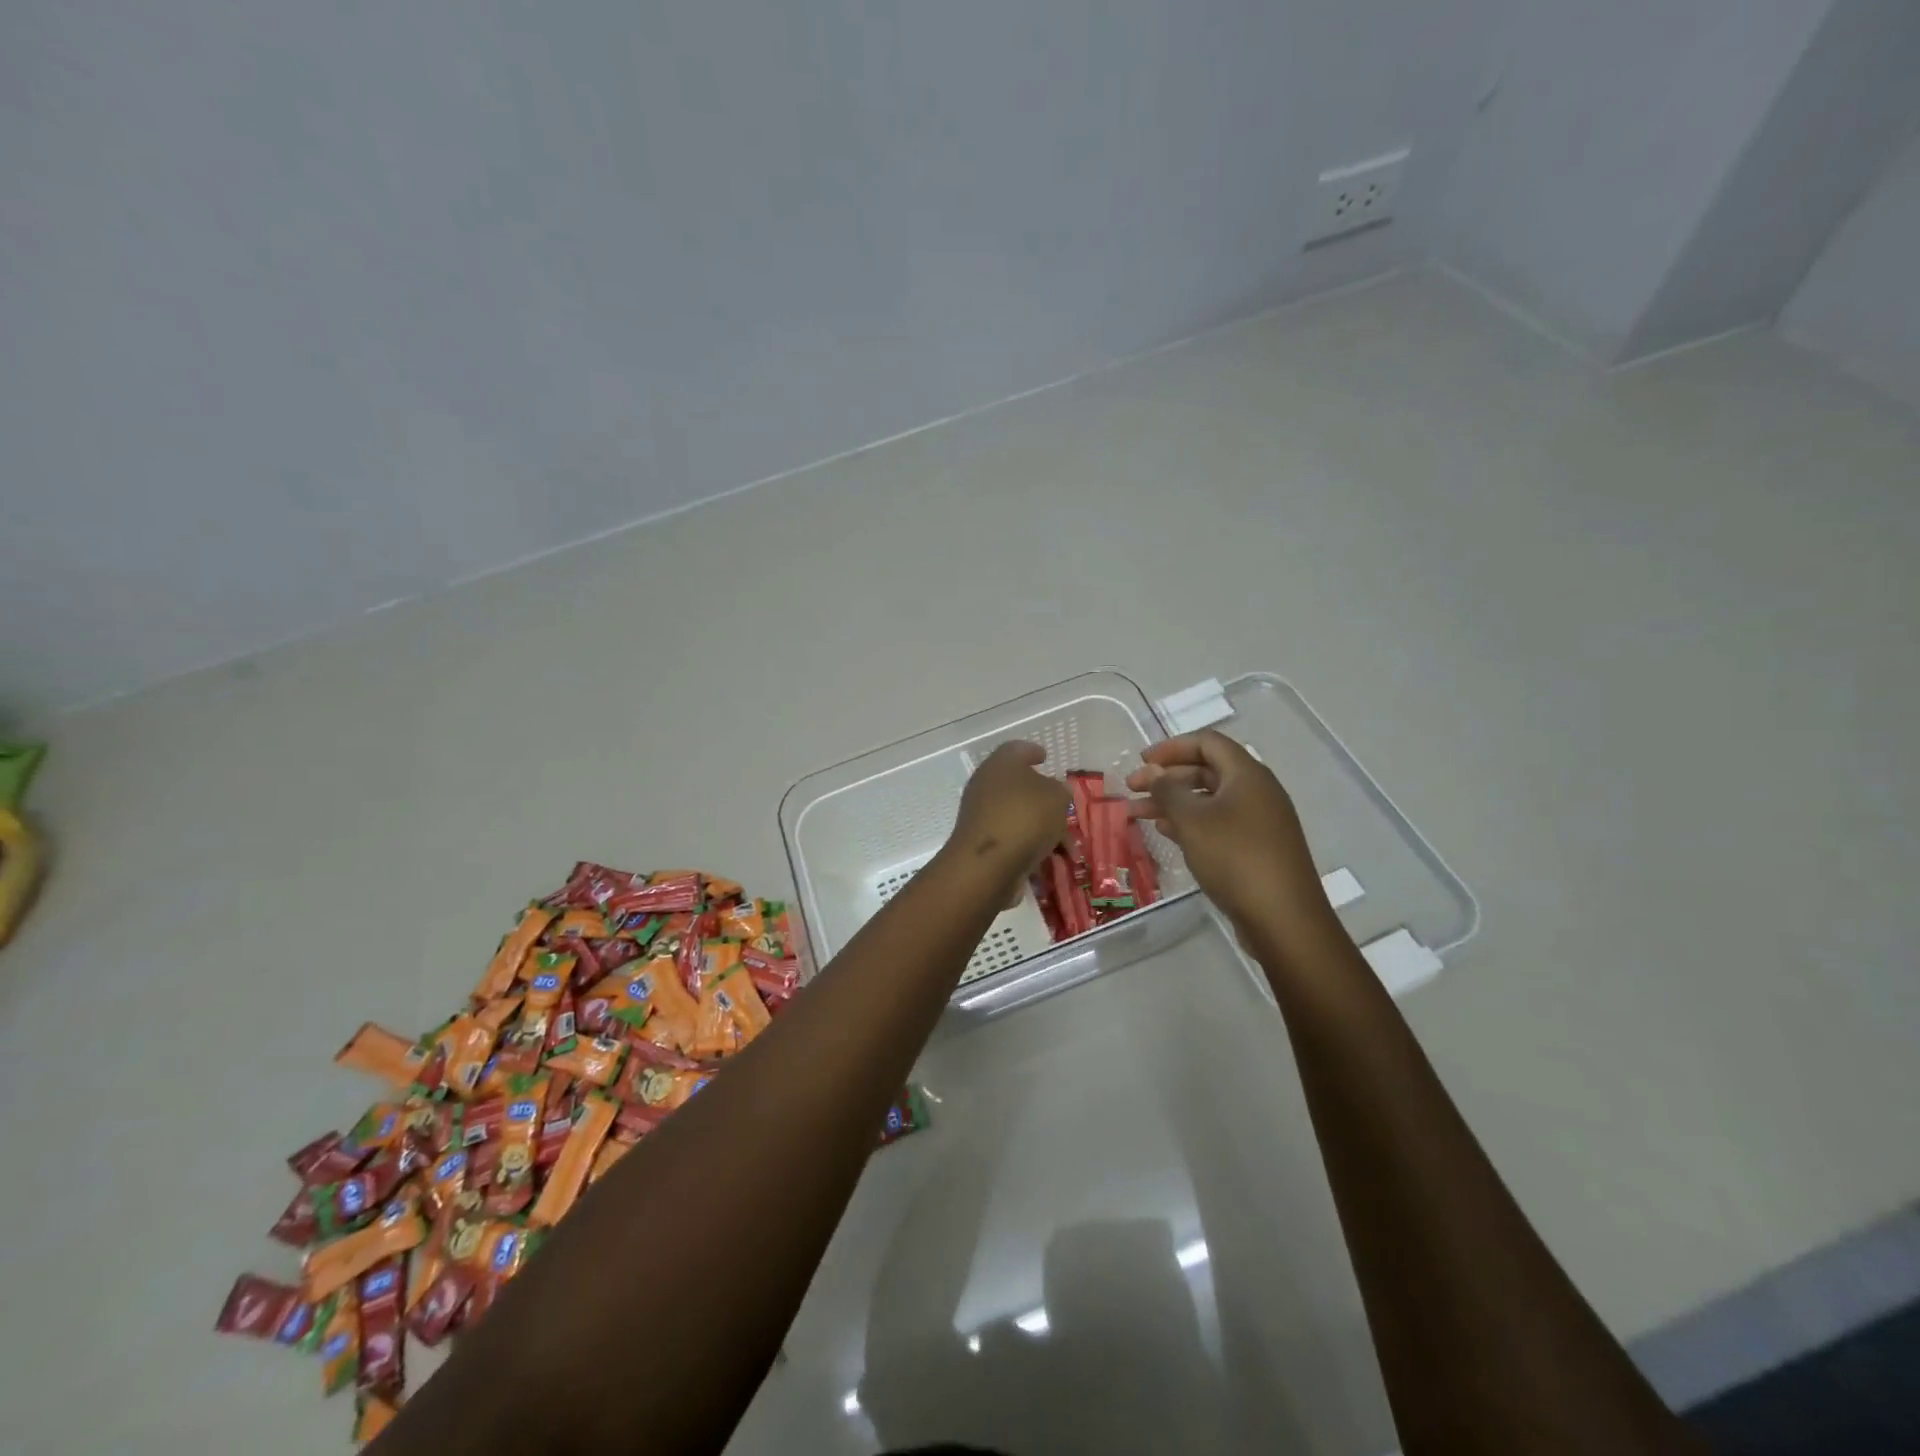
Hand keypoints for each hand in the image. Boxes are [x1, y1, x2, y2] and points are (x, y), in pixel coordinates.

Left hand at [948, 741, 1070, 881]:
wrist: (988, 864)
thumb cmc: (1025, 817)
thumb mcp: (1057, 797)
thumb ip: (1060, 790)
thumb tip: (1055, 791)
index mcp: (1001, 764)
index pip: (1016, 749)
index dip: (1032, 751)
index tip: (1045, 757)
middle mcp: (986, 786)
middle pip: (1018, 786)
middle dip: (1044, 798)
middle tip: (1064, 805)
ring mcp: (982, 816)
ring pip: (1019, 815)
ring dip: (1043, 827)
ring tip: (1067, 845)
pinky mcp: (983, 844)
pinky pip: (1014, 839)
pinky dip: (1032, 846)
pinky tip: (1052, 861)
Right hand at [1126, 731, 1335, 945]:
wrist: (1283, 918)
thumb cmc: (1235, 858)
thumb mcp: (1193, 820)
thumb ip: (1168, 790)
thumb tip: (1153, 771)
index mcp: (1247, 775)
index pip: (1207, 742)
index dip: (1171, 747)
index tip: (1141, 761)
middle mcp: (1257, 791)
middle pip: (1206, 770)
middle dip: (1166, 777)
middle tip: (1132, 788)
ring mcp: (1259, 821)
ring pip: (1209, 800)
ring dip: (1173, 802)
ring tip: (1137, 814)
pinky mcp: (1256, 848)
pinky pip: (1218, 823)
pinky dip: (1189, 823)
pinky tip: (1165, 833)